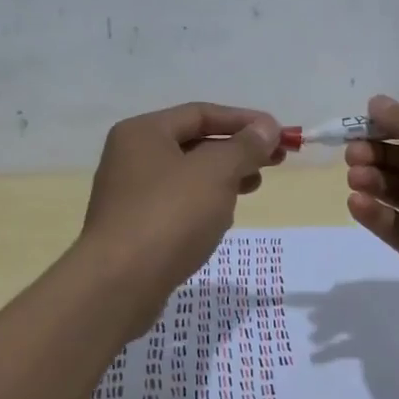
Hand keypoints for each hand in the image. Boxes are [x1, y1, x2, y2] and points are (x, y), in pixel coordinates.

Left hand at [80, 102, 284, 328]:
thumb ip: (245, 146)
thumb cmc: (169, 215)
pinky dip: (205, 204)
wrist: (118, 285)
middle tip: (275, 161)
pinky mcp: (135, 229)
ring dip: (224, 177)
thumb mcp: (216, 172)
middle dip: (237, 150)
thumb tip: (267, 127)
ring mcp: (130, 195)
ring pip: (188, 176)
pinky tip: (223, 219)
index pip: (201, 113)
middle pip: (195, 143)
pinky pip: (178, 205)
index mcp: (143, 132)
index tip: (279, 134)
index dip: (244, 120)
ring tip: (254, 186)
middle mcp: (131, 157)